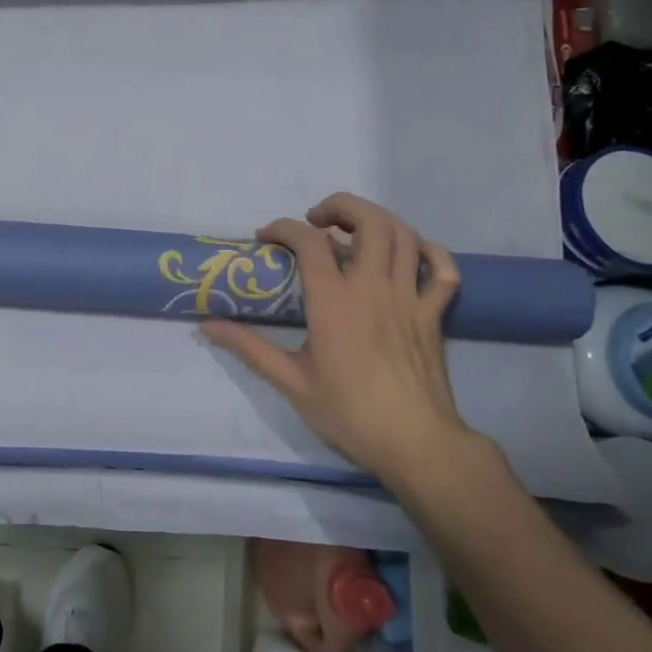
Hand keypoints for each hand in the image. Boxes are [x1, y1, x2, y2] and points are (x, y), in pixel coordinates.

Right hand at [201, 193, 477, 486]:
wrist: (416, 445)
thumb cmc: (349, 413)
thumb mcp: (290, 382)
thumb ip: (249, 348)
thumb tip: (208, 326)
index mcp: (334, 301)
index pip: (308, 241)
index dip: (283, 228)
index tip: (265, 237)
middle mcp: (373, 288)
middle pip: (369, 221)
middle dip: (340, 206)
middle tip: (316, 220)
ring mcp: (410, 298)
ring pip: (405, 236)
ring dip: (377, 220)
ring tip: (353, 230)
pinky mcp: (434, 315)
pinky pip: (443, 269)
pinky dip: (428, 251)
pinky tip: (409, 253)